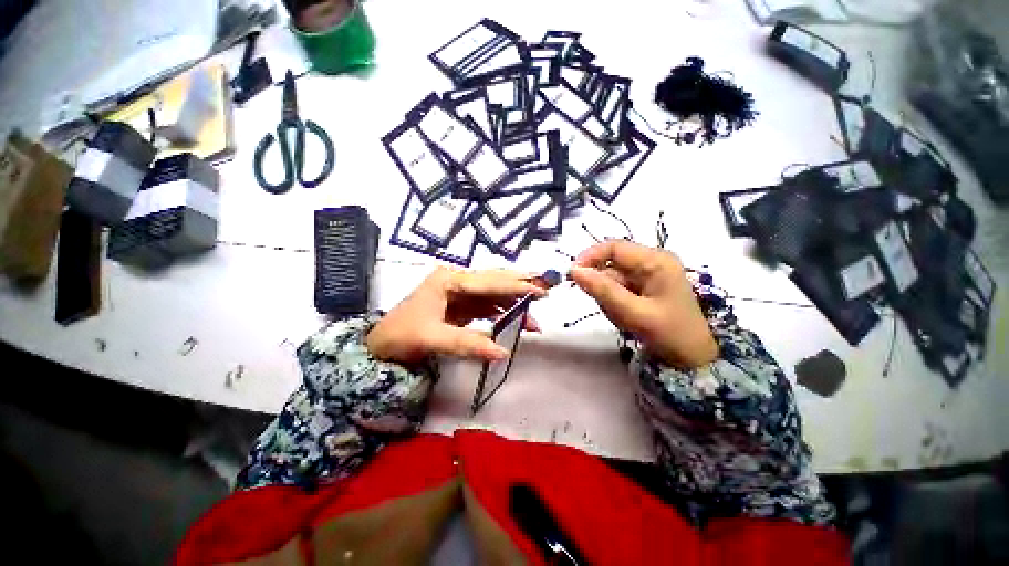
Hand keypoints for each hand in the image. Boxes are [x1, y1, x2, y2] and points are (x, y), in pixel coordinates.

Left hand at [366, 267, 546, 364]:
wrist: (378, 347)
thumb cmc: (400, 336)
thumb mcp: (433, 339)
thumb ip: (469, 344)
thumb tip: (503, 353)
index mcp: (449, 280)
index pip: (489, 283)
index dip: (516, 287)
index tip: (541, 291)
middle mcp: (456, 280)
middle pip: (494, 282)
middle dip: (520, 287)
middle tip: (546, 290)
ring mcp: (459, 293)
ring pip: (493, 295)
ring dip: (513, 305)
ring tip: (533, 318)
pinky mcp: (460, 305)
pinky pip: (487, 307)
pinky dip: (502, 314)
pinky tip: (515, 321)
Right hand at [569, 241, 717, 368]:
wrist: (693, 358)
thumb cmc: (669, 333)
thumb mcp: (633, 312)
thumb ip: (603, 290)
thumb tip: (574, 270)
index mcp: (655, 261)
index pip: (614, 247)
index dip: (590, 257)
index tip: (572, 275)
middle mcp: (651, 262)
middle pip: (611, 264)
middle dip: (602, 286)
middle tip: (608, 308)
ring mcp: (648, 275)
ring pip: (611, 279)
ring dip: (608, 298)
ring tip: (623, 317)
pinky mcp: (644, 287)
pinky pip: (617, 289)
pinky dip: (614, 303)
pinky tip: (626, 317)